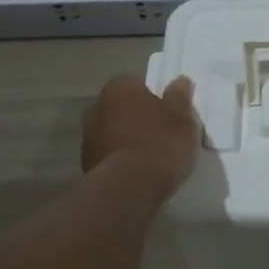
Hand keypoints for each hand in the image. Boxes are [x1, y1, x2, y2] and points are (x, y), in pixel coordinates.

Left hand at [81, 76, 201, 192]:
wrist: (131, 188)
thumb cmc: (161, 143)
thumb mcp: (182, 118)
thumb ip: (179, 97)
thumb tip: (179, 81)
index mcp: (119, 89)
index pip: (136, 84)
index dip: (153, 97)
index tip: (168, 112)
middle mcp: (96, 107)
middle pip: (121, 108)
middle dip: (136, 117)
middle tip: (159, 133)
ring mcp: (87, 138)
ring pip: (112, 132)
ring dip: (126, 139)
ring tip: (149, 157)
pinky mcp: (86, 165)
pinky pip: (109, 155)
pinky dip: (120, 160)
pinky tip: (138, 172)